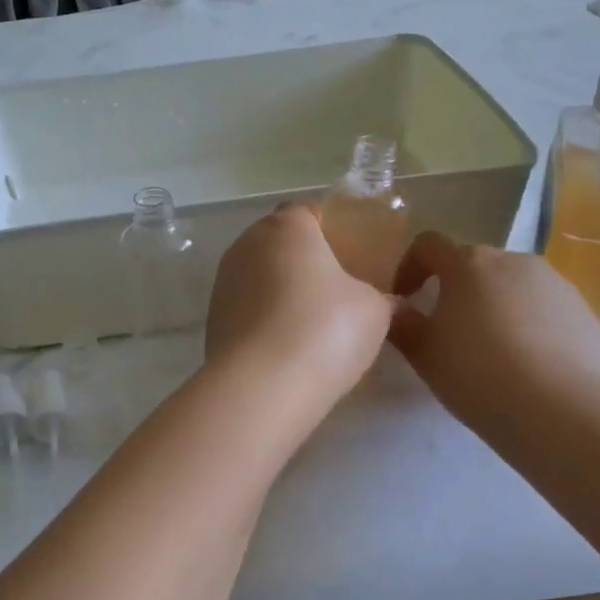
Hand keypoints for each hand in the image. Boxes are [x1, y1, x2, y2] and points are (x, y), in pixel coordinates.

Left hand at [204, 205, 393, 409]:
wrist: (262, 386)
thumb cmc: (325, 330)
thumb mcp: (375, 310)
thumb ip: (381, 296)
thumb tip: (386, 300)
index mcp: (287, 227)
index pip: (308, 212)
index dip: (331, 230)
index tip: (352, 256)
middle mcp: (247, 245)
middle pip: (279, 244)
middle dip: (304, 262)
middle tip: (336, 291)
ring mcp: (223, 283)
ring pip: (259, 277)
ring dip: (280, 293)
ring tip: (311, 325)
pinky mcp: (213, 320)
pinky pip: (246, 310)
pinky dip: (264, 321)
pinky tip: (285, 348)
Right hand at [389, 233, 599, 436]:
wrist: (559, 407)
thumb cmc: (476, 371)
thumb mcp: (423, 352)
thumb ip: (402, 323)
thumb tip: (395, 308)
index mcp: (468, 263)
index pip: (428, 245)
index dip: (409, 266)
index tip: (404, 298)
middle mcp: (514, 261)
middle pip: (475, 265)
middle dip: (456, 289)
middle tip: (447, 330)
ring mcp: (556, 283)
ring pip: (513, 286)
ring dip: (495, 306)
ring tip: (491, 350)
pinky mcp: (584, 312)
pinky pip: (545, 310)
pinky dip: (529, 326)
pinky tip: (526, 364)